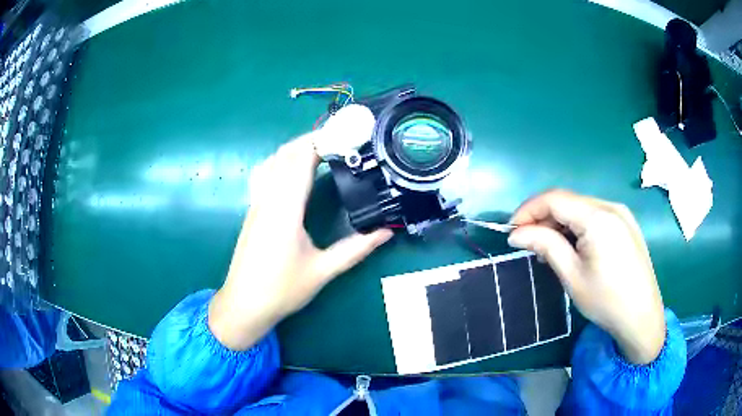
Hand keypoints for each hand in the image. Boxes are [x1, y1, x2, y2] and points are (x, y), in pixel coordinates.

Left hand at [209, 136, 392, 350]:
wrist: (244, 304)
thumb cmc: (282, 290)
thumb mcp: (323, 271)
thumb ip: (356, 249)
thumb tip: (386, 232)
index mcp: (285, 209)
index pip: (301, 160)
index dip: (322, 141)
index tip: (346, 135)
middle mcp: (268, 199)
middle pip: (286, 154)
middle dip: (312, 139)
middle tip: (341, 140)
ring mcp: (257, 203)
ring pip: (273, 161)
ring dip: (296, 148)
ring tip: (323, 149)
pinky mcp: (253, 210)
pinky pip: (266, 173)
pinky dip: (283, 161)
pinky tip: (295, 169)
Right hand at [508, 189, 665, 363]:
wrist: (642, 317)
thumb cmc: (606, 301)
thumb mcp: (572, 276)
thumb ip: (545, 246)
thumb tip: (516, 233)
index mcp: (598, 217)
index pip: (554, 199)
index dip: (528, 210)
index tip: (511, 230)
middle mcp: (611, 206)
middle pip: (569, 201)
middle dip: (544, 217)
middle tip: (528, 243)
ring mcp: (622, 214)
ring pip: (582, 208)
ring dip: (560, 223)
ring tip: (548, 248)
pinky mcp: (627, 224)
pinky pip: (595, 216)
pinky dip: (578, 227)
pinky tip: (573, 247)